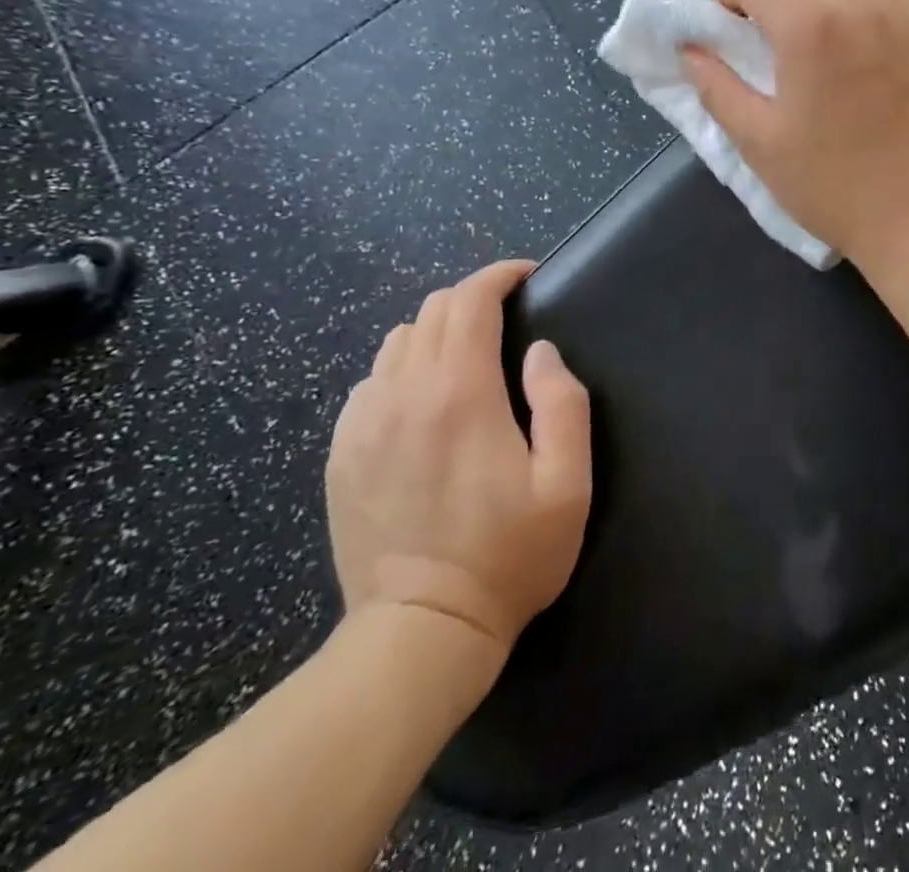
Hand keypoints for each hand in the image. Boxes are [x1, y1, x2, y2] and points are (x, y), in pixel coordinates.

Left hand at [326, 260, 591, 651]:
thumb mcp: (567, 482)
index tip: (526, 277)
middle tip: (507, 319)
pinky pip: (370, 383)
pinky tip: (423, 403)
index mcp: (460, 393)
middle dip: (473, 299)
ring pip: (398, 342)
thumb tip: (541, 352)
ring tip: (467, 358)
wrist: (420, 632)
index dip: (499, 276)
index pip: (470, 301)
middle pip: (433, 311)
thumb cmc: (509, 555)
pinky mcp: (342, 454)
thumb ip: (562, 403)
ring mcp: (363, 424)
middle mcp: (403, 394)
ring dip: (437, 333)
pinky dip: (402, 372)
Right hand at [682, 0, 908, 266]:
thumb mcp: (759, 143)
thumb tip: (690, 52)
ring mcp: (897, 13)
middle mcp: (855, 1)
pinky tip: (858, 39)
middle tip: (766, 27)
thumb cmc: (833, 184)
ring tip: (814, 26)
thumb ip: (717, 88)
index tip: (725, 32)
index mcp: (807, 25)